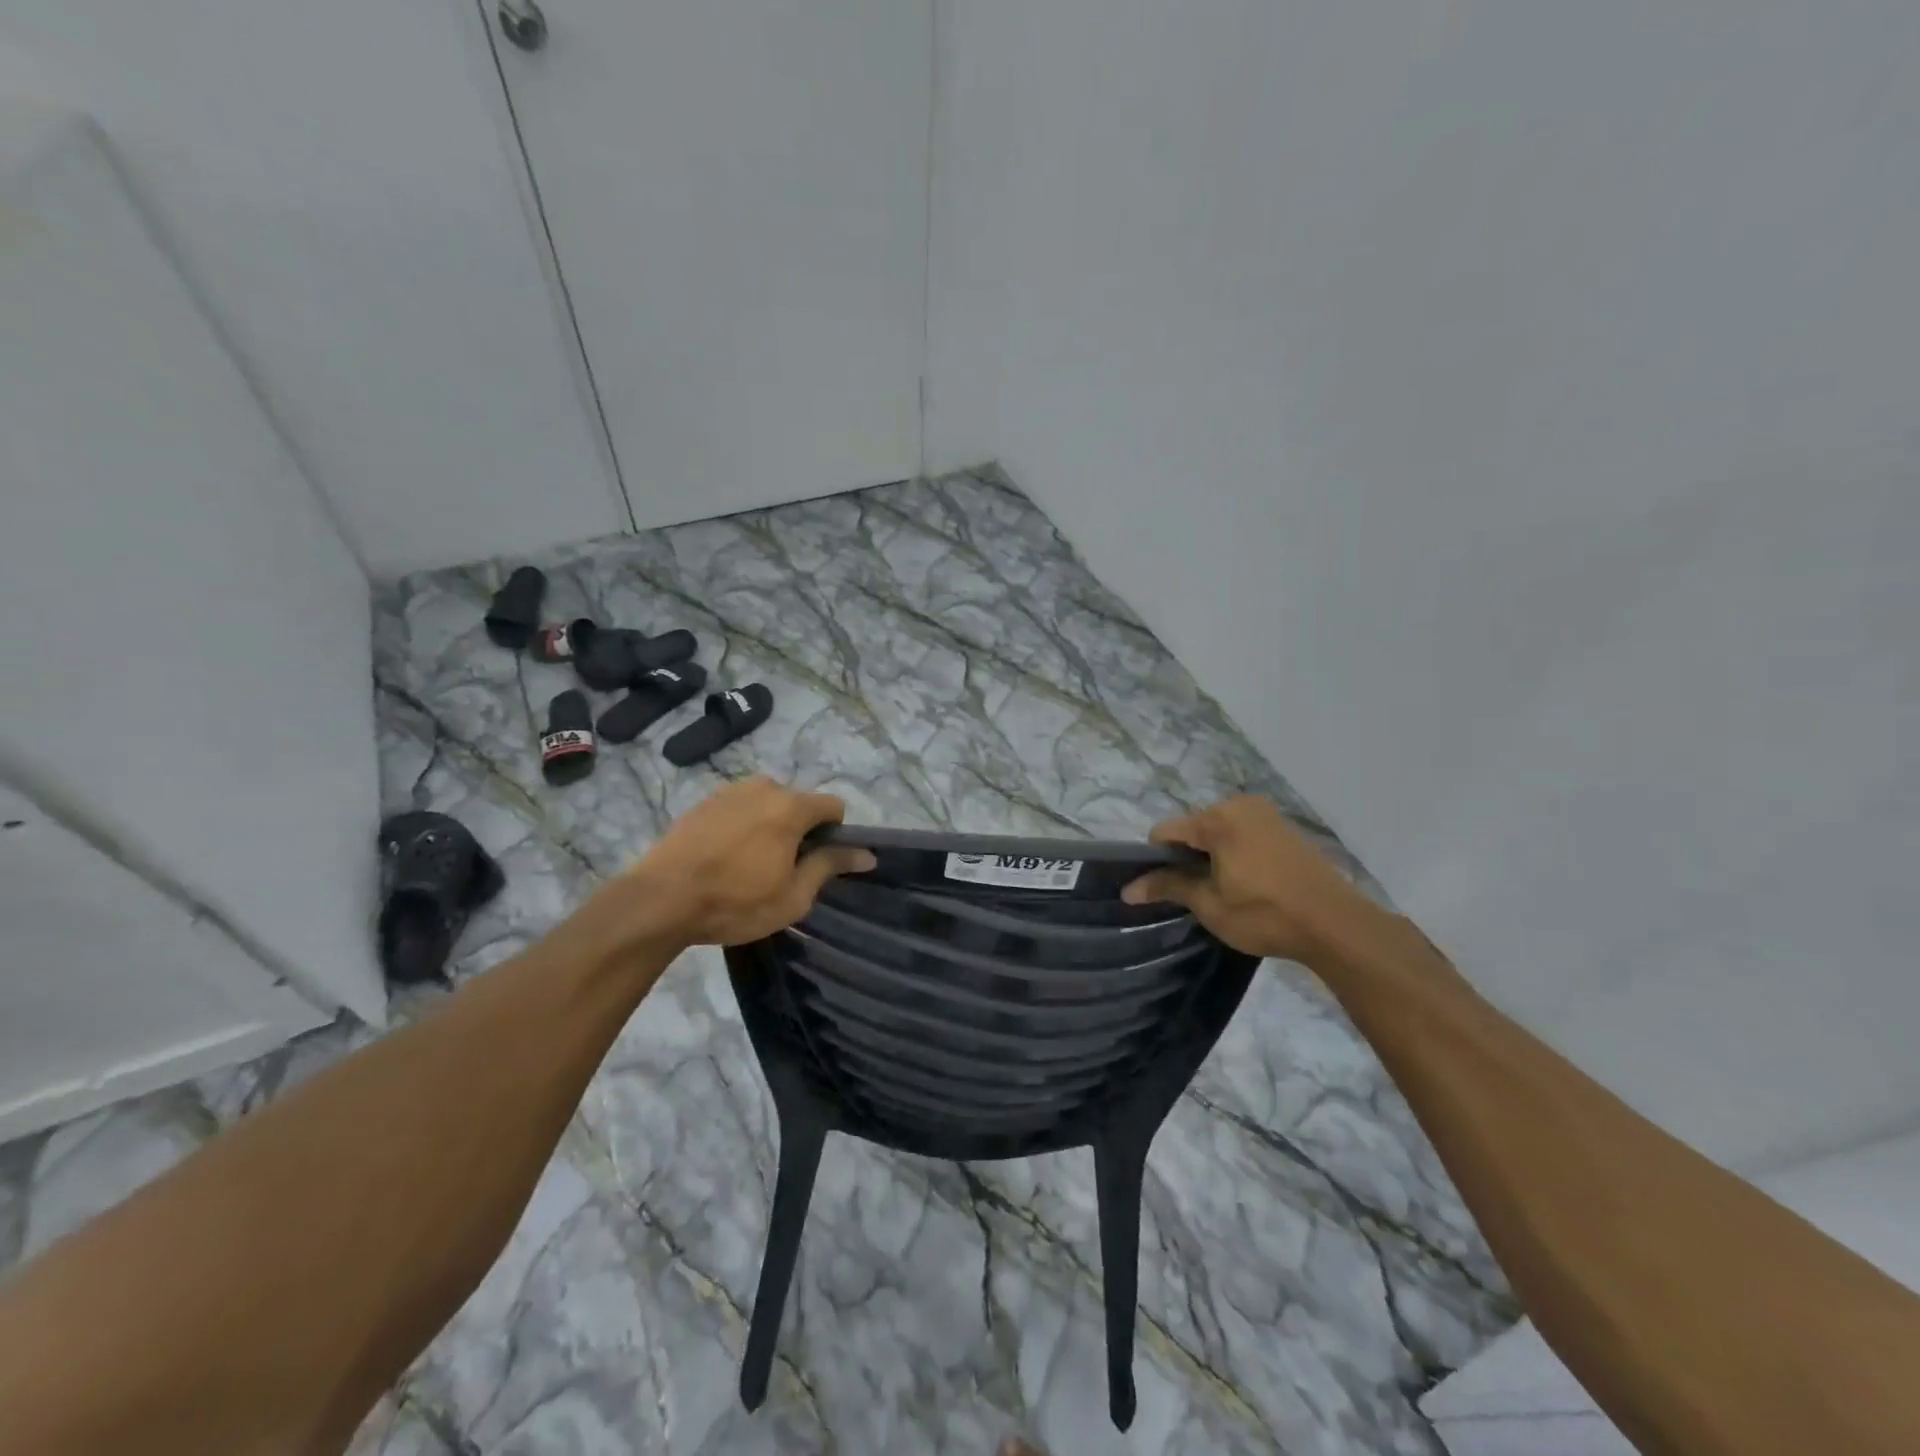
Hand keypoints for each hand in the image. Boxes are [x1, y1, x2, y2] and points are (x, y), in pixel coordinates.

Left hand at [579, 778, 875, 955]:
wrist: (659, 900)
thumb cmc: (734, 903)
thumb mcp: (793, 895)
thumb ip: (830, 866)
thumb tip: (866, 854)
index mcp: (791, 807)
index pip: (834, 806)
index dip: (835, 834)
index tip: (818, 863)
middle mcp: (764, 787)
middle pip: (799, 803)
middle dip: (800, 829)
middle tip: (782, 869)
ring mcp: (730, 790)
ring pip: (768, 803)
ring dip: (770, 825)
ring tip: (749, 863)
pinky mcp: (704, 801)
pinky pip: (740, 807)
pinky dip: (743, 825)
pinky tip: (724, 856)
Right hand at [1121, 795, 1373, 962]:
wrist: (1336, 925)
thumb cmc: (1265, 915)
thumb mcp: (1209, 905)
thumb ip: (1168, 887)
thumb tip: (1128, 889)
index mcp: (1217, 819)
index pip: (1165, 831)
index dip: (1155, 860)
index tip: (1162, 888)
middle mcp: (1239, 805)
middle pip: (1193, 827)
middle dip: (1186, 856)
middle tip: (1195, 893)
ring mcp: (1266, 814)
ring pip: (1219, 830)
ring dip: (1211, 855)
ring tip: (1222, 890)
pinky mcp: (1284, 827)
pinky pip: (1244, 833)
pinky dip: (1235, 852)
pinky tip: (1247, 882)